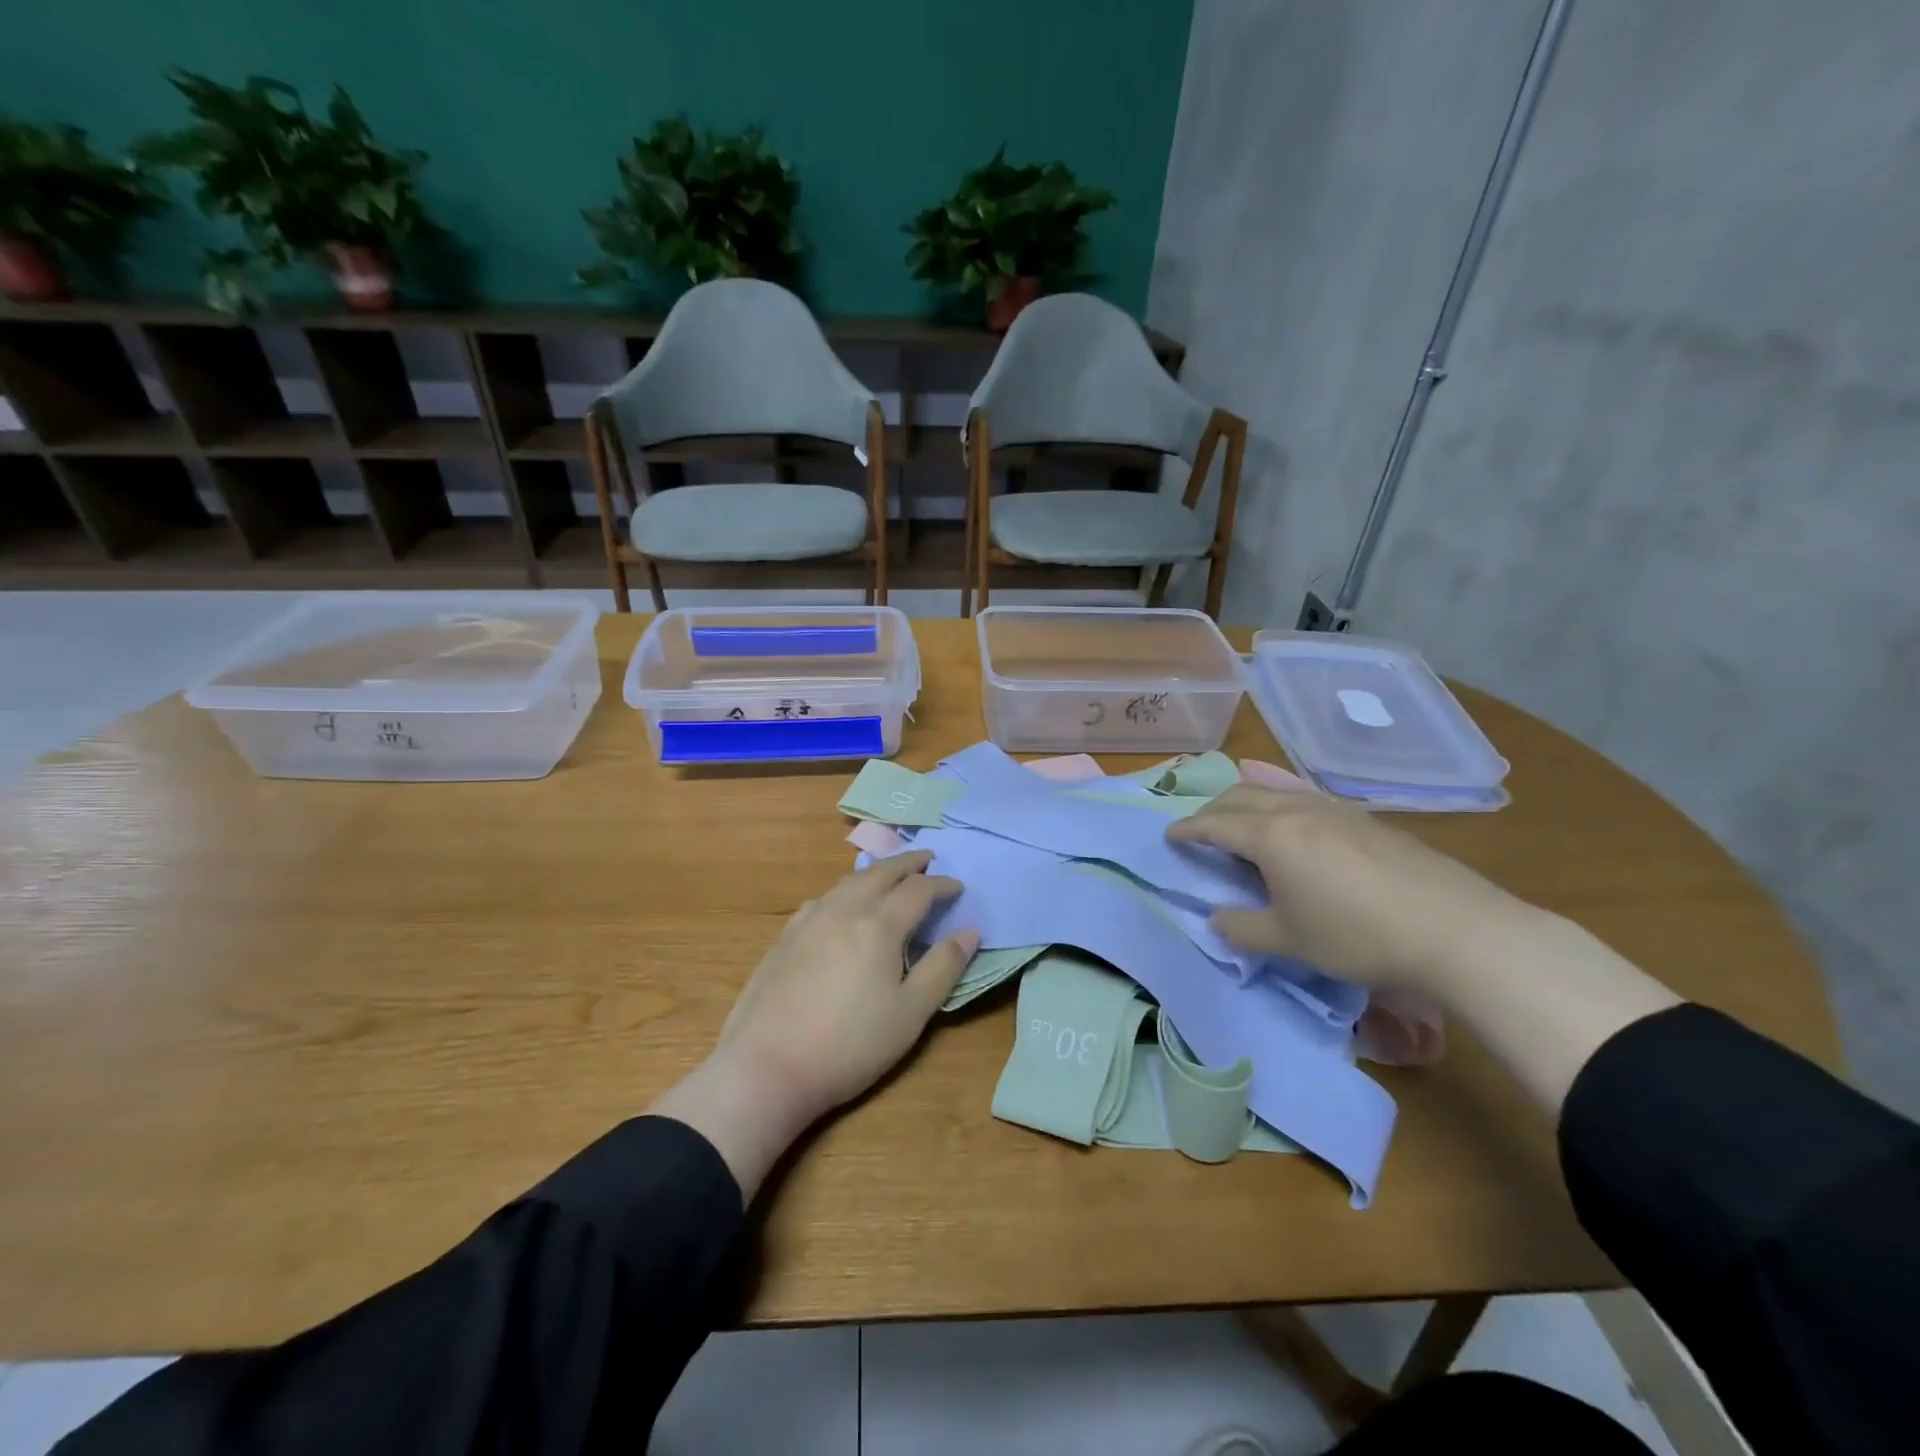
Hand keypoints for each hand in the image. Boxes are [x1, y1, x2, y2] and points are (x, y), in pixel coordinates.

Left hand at [715, 849, 976, 1120]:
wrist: (767, 1067)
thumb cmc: (850, 1045)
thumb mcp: (911, 1013)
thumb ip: (943, 967)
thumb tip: (970, 931)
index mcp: (879, 924)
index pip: (918, 890)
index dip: (942, 885)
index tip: (959, 887)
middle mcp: (844, 910)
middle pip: (881, 873)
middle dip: (908, 863)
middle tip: (928, 858)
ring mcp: (809, 920)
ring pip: (848, 881)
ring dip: (875, 872)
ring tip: (890, 874)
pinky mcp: (785, 937)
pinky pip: (823, 898)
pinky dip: (845, 890)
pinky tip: (842, 905)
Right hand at [1166, 785, 1543, 993]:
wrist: (1456, 930)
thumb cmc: (1358, 935)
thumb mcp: (1289, 941)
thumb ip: (1243, 928)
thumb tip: (1216, 919)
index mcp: (1271, 835)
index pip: (1215, 824)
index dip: (1188, 830)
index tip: (1169, 836)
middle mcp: (1298, 810)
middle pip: (1242, 797)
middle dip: (1214, 809)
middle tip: (1200, 829)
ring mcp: (1336, 810)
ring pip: (1277, 792)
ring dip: (1249, 802)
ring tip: (1241, 820)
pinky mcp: (1367, 820)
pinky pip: (1308, 799)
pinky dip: (1283, 804)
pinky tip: (1295, 822)